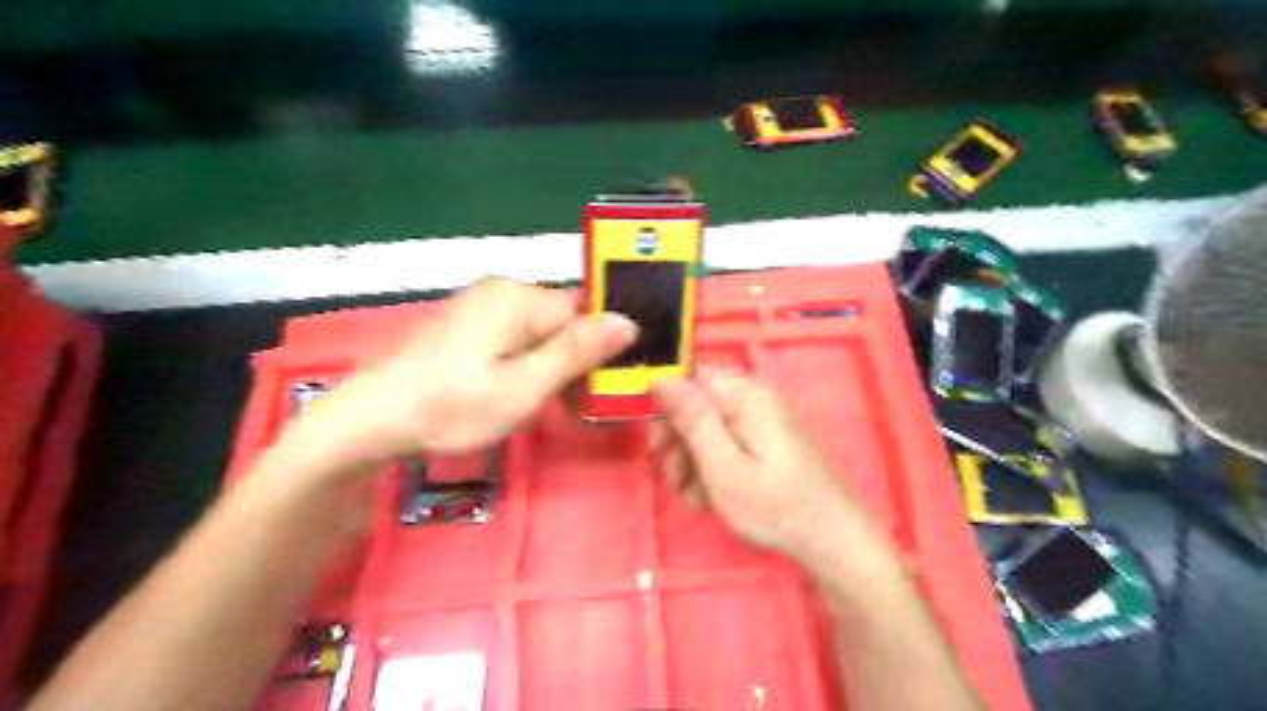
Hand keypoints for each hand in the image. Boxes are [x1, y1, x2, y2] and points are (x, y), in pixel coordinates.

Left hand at [292, 275, 639, 471]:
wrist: (368, 421)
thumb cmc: (450, 408)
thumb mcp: (524, 387)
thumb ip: (577, 352)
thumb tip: (628, 321)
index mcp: (520, 297)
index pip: (586, 315)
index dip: (597, 354)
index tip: (595, 394)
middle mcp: (502, 290)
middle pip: (563, 323)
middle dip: (573, 364)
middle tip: (569, 409)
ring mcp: (481, 306)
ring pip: (541, 333)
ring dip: (551, 369)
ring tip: (543, 408)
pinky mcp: (467, 324)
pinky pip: (515, 339)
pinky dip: (526, 366)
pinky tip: (514, 395)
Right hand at [652, 372, 871, 566]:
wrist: (834, 542)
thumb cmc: (776, 507)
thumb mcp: (723, 466)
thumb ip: (691, 419)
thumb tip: (659, 377)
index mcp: (747, 396)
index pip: (691, 376)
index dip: (666, 404)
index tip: (657, 443)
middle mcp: (755, 400)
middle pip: (698, 404)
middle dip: (678, 440)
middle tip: (673, 478)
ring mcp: (763, 423)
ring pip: (709, 429)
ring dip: (692, 461)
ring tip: (693, 497)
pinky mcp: (768, 444)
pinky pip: (728, 445)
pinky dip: (713, 469)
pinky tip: (710, 499)